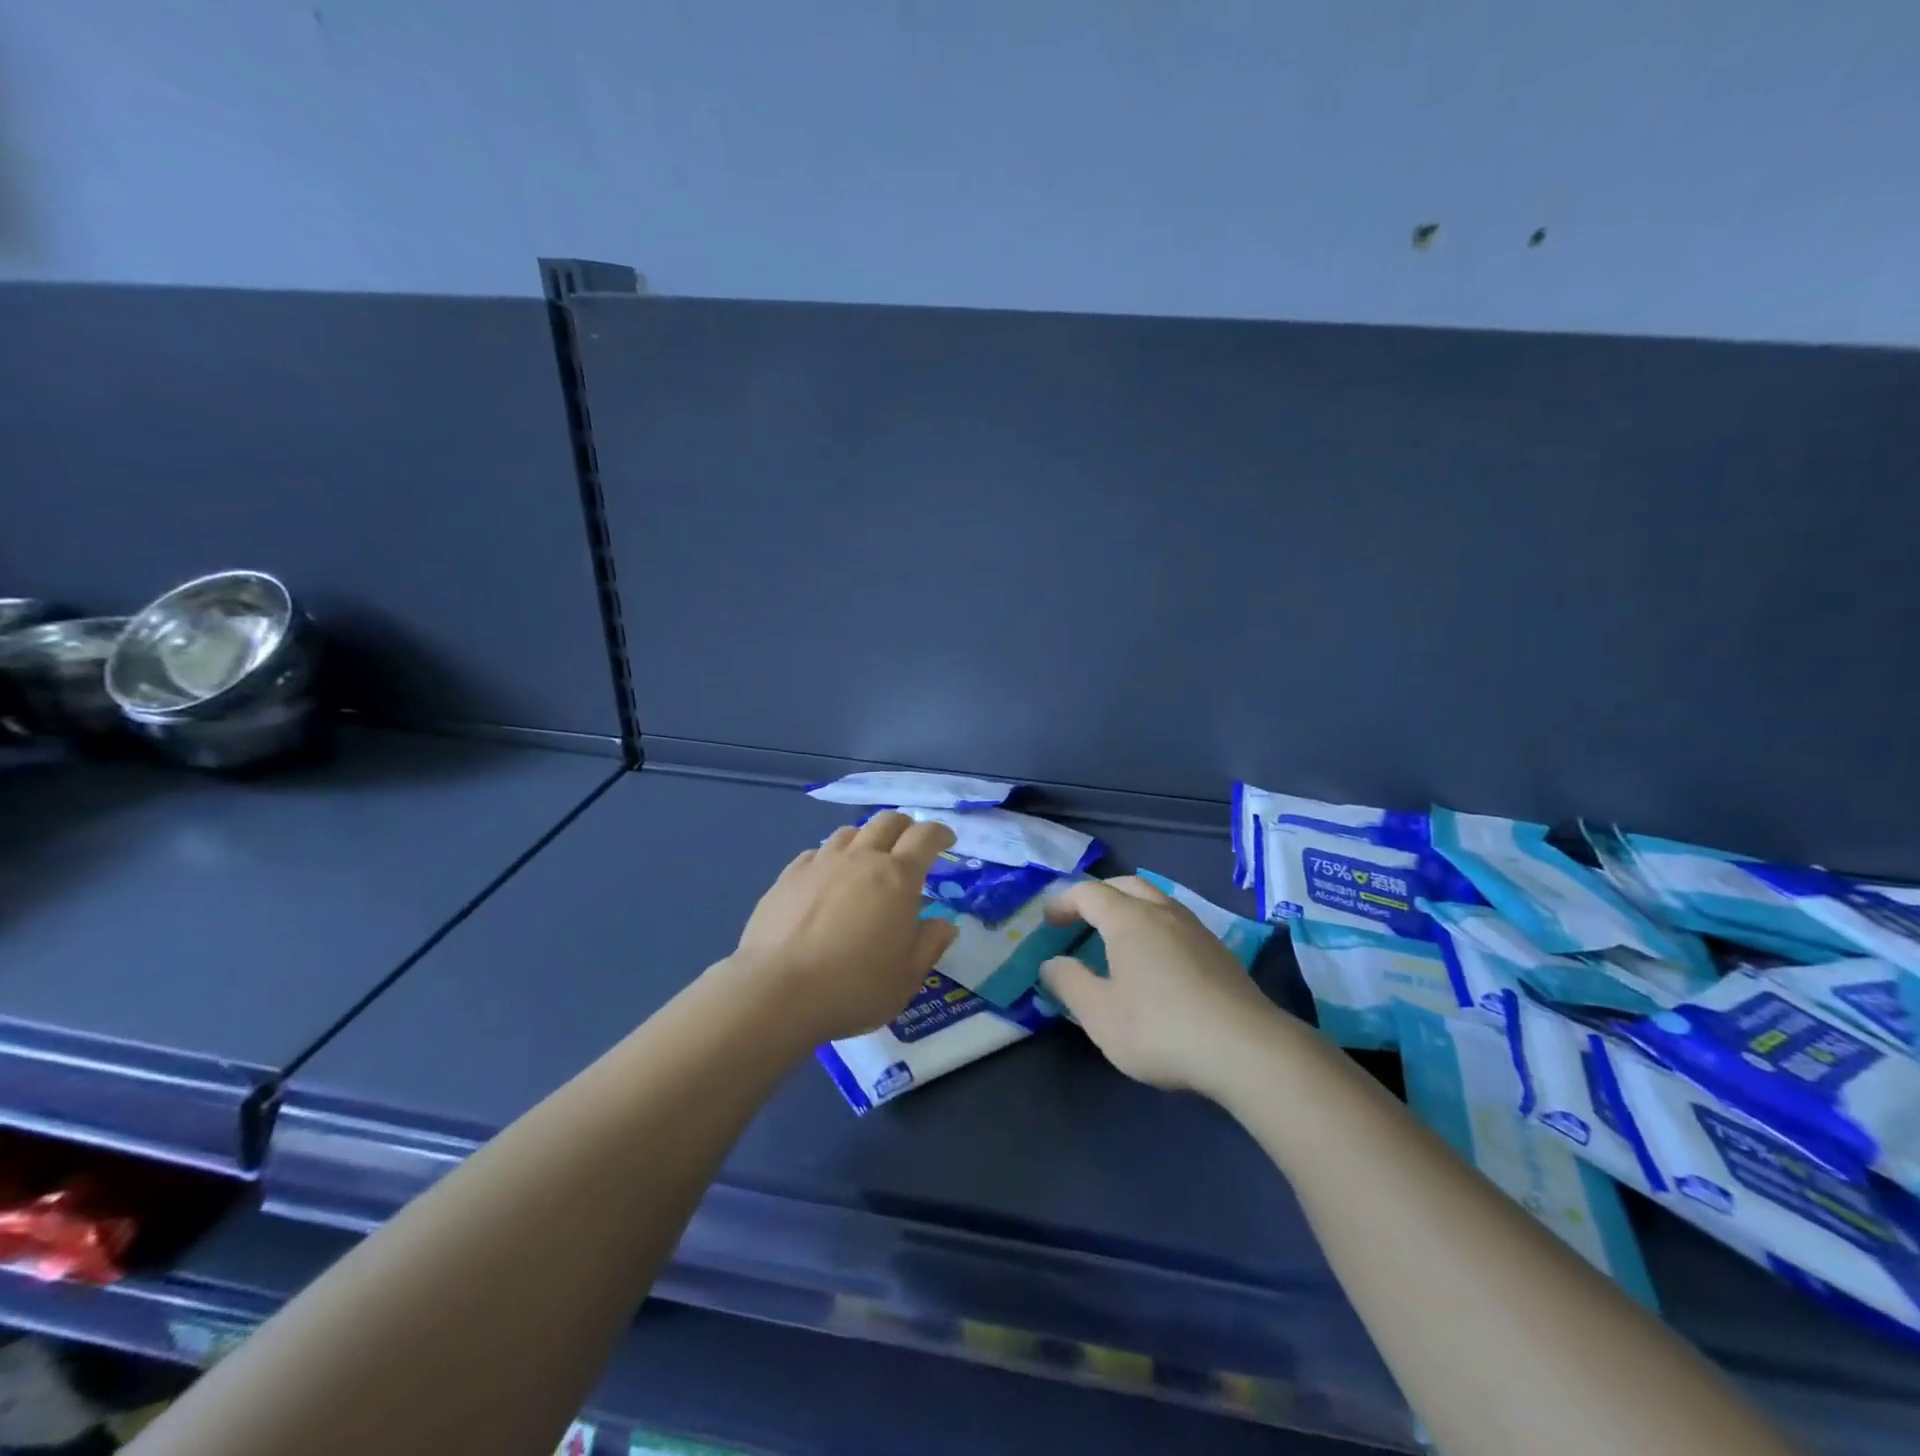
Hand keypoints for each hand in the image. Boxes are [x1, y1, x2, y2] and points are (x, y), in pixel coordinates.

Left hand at [728, 811, 959, 1043]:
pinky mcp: (789, 875)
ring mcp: (821, 863)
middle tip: (909, 846)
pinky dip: (830, 858)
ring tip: (867, 860)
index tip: (947, 841)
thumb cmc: (853, 987)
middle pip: (887, 821)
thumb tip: (944, 924)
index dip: (940, 833)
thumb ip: (929, 945)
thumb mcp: (906, 978)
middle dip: (905, 827)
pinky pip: (816, 853)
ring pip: (849, 832)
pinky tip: (827, 878)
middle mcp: (861, 858)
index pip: (925, 837)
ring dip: (866, 838)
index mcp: (898, 878)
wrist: (776, 991)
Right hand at [1039, 876, 1294, 1094]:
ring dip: (1130, 907)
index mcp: (1128, 919)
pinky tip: (1157, 960)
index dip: (1064, 902)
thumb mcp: (1099, 1014)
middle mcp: (1162, 912)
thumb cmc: (1160, 1028)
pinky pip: (1176, 922)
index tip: (1049, 922)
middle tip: (1081, 918)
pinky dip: (1155, 925)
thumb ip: (1069, 983)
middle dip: (1099, 896)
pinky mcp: (1219, 952)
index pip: (1089, 893)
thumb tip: (1052, 963)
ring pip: (1156, 900)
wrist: (1246, 1049)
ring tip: (1118, 936)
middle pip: (1126, 885)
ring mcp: (1196, 929)